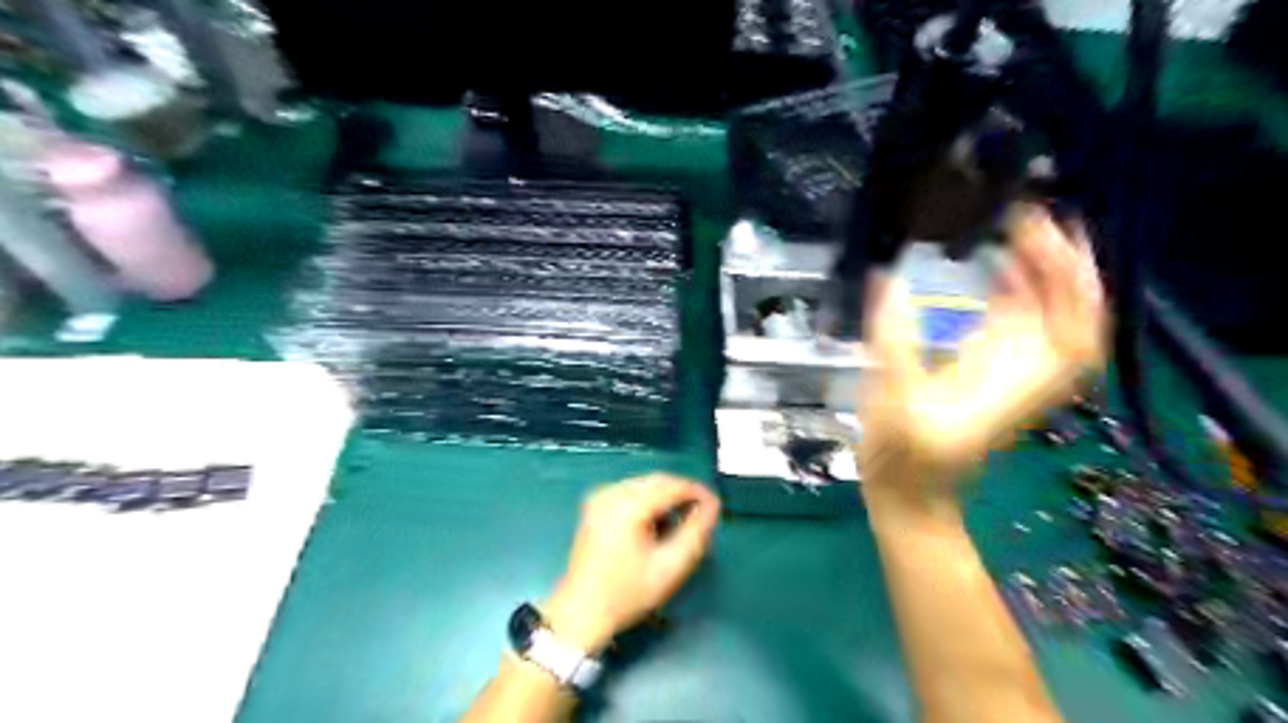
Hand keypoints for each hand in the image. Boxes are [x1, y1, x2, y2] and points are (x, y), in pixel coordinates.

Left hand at [546, 475, 722, 654]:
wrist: (581, 612)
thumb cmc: (628, 593)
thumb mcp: (670, 566)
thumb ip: (696, 532)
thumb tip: (712, 505)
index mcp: (627, 505)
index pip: (673, 486)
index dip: (698, 493)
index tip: (716, 507)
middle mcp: (611, 492)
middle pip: (658, 481)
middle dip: (682, 495)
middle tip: (702, 517)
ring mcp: (599, 496)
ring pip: (645, 485)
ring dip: (665, 499)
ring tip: (678, 527)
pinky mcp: (595, 504)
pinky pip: (630, 492)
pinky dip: (648, 502)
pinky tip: (654, 526)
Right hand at [852, 206, 1106, 522]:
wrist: (909, 496)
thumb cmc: (906, 459)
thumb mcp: (894, 405)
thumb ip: (893, 344)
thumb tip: (889, 281)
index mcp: (1015, 381)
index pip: (1076, 328)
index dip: (1075, 281)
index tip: (1056, 235)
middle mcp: (1023, 369)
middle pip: (1069, 311)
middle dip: (1062, 262)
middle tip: (1030, 216)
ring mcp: (1006, 366)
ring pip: (1047, 310)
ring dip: (1042, 269)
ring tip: (1018, 226)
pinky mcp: (985, 366)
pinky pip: (1016, 319)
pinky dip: (1017, 287)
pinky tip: (999, 263)